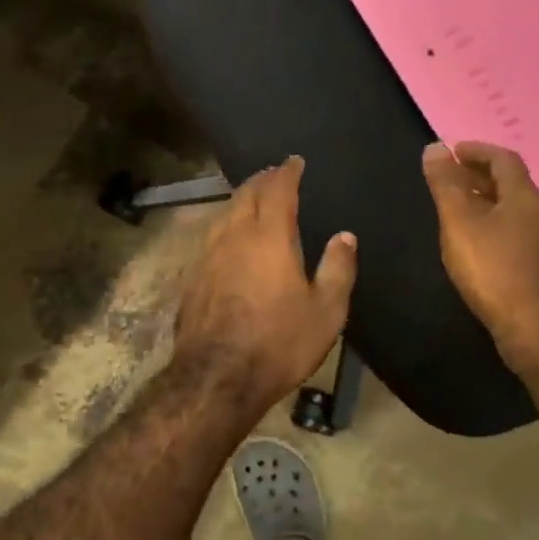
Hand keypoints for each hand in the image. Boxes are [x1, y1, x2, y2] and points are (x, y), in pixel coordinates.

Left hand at [173, 157, 356, 409]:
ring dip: (241, 201)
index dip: (287, 172)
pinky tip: (230, 240)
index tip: (294, 161)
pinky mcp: (193, 278)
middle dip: (262, 180)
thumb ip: (338, 269)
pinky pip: (211, 238)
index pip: (277, 190)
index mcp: (269, 238)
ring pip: (224, 214)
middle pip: (245, 195)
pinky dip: (226, 227)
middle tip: (274, 174)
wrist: (216, 378)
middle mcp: (234, 237)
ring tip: (253, 200)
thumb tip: (345, 236)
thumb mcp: (326, 311)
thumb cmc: (279, 343)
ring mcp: (207, 256)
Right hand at [422, 141, 538, 367]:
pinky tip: (477, 242)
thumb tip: (435, 147)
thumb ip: (446, 184)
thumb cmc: (492, 268)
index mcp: (524, 196)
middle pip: (511, 184)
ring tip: (459, 208)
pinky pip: (516, 232)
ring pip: (514, 210)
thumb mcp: (459, 222)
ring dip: (488, 201)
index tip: (453, 151)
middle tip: (451, 177)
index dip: (478, 151)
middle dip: (480, 176)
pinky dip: (495, 225)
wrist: (532, 326)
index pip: (503, 159)